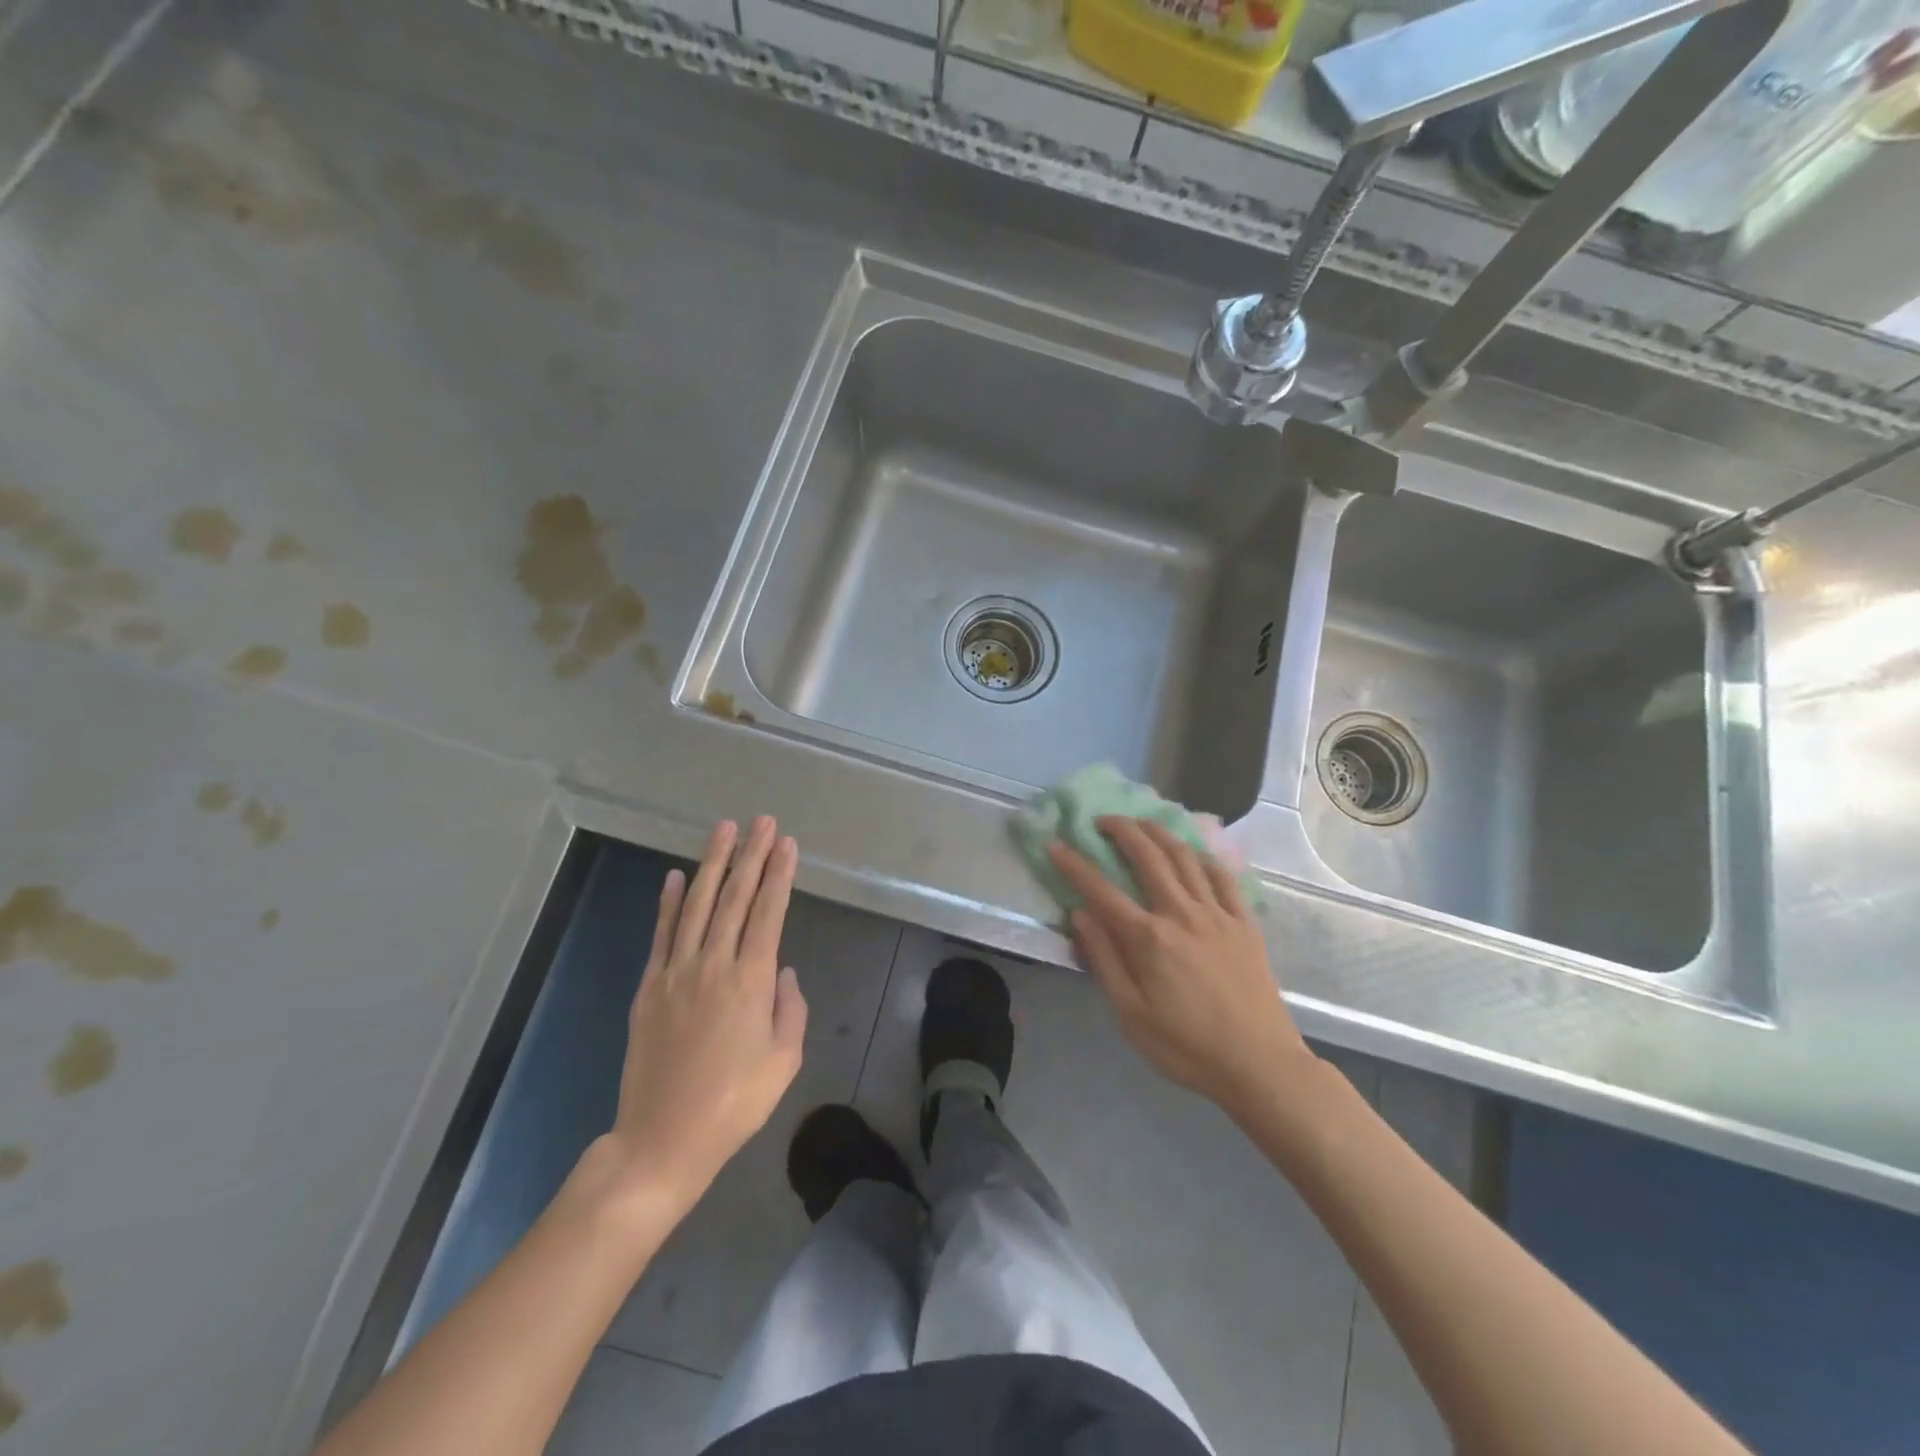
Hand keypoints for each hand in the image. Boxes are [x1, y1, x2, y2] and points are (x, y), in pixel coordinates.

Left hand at [599, 817, 807, 1216]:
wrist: (662, 1140)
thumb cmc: (735, 1104)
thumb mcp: (784, 1061)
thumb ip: (790, 1009)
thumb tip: (783, 973)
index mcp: (751, 981)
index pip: (769, 912)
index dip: (779, 874)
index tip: (787, 843)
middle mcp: (713, 964)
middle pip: (735, 897)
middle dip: (751, 855)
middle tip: (762, 821)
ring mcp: (676, 973)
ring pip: (698, 905)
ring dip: (713, 864)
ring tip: (724, 830)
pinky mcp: (649, 988)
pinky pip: (662, 934)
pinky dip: (670, 902)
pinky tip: (677, 876)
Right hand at [1048, 817, 1314, 1115]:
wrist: (1260, 1065)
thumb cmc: (1187, 1047)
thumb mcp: (1131, 1014)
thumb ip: (1104, 959)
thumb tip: (1080, 914)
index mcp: (1149, 938)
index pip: (1101, 891)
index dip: (1074, 865)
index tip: (1055, 845)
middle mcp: (1182, 914)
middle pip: (1148, 857)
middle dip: (1121, 830)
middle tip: (1102, 820)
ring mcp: (1218, 915)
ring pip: (1185, 857)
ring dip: (1159, 833)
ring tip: (1141, 823)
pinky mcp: (1245, 923)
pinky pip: (1223, 877)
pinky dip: (1203, 857)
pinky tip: (1193, 852)